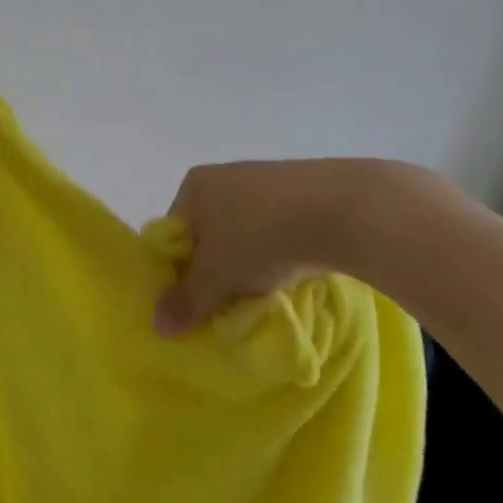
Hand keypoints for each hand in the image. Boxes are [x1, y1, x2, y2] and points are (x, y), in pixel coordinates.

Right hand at [154, 158, 433, 336]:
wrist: (344, 210)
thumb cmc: (261, 237)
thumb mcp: (216, 277)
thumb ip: (186, 301)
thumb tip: (158, 326)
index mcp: (194, 186)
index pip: (173, 234)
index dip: (179, 271)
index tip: (194, 300)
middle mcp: (224, 175)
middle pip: (208, 234)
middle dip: (215, 269)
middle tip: (226, 300)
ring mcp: (265, 179)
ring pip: (243, 233)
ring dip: (247, 263)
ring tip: (262, 290)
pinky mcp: (302, 190)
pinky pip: (276, 227)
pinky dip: (278, 251)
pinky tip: (291, 271)